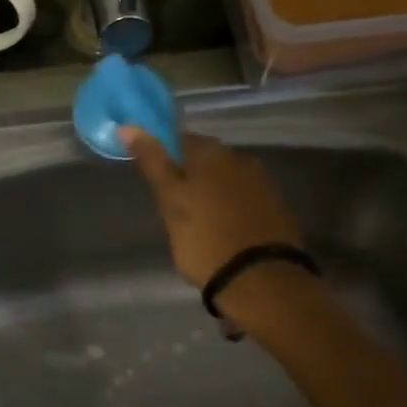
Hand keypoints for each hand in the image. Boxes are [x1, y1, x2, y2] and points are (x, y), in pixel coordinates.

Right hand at [121, 129, 303, 288]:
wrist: (260, 280)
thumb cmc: (203, 239)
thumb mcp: (170, 201)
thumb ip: (152, 162)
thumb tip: (129, 126)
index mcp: (211, 153)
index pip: (180, 140)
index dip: (165, 158)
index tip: (157, 182)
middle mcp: (241, 158)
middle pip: (207, 160)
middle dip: (191, 176)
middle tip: (176, 207)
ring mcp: (263, 183)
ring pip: (228, 179)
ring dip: (214, 193)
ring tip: (200, 223)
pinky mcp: (278, 208)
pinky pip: (246, 199)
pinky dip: (233, 209)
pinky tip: (226, 230)